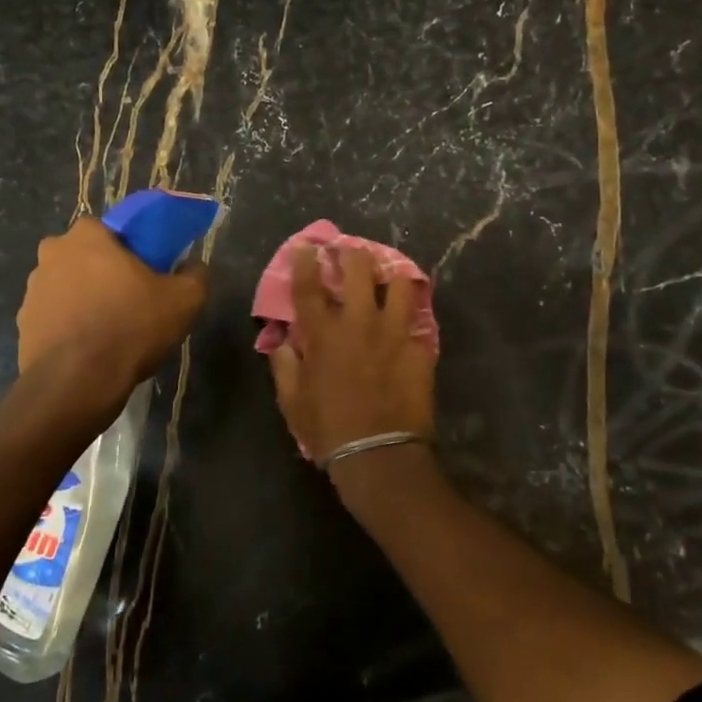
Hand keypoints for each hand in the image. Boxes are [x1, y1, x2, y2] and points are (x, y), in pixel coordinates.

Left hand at [17, 218, 208, 400]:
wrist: (77, 384)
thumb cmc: (131, 328)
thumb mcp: (184, 300)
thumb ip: (195, 275)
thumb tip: (194, 266)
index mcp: (86, 236)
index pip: (111, 229)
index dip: (130, 249)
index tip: (146, 272)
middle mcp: (52, 254)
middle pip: (86, 256)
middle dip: (104, 272)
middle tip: (130, 299)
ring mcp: (32, 290)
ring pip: (68, 286)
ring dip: (85, 299)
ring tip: (110, 329)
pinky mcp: (23, 324)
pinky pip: (54, 316)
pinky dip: (70, 326)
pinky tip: (90, 348)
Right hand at [269, 245, 436, 463]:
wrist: (379, 456)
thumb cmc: (328, 429)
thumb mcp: (292, 401)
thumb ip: (284, 365)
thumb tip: (281, 341)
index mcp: (323, 334)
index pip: (309, 286)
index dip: (306, 260)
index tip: (308, 245)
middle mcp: (359, 323)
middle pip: (359, 269)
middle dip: (353, 253)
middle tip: (351, 251)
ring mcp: (394, 333)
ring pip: (400, 284)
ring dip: (392, 275)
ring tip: (389, 276)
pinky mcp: (420, 348)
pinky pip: (420, 320)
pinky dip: (412, 316)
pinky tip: (410, 318)